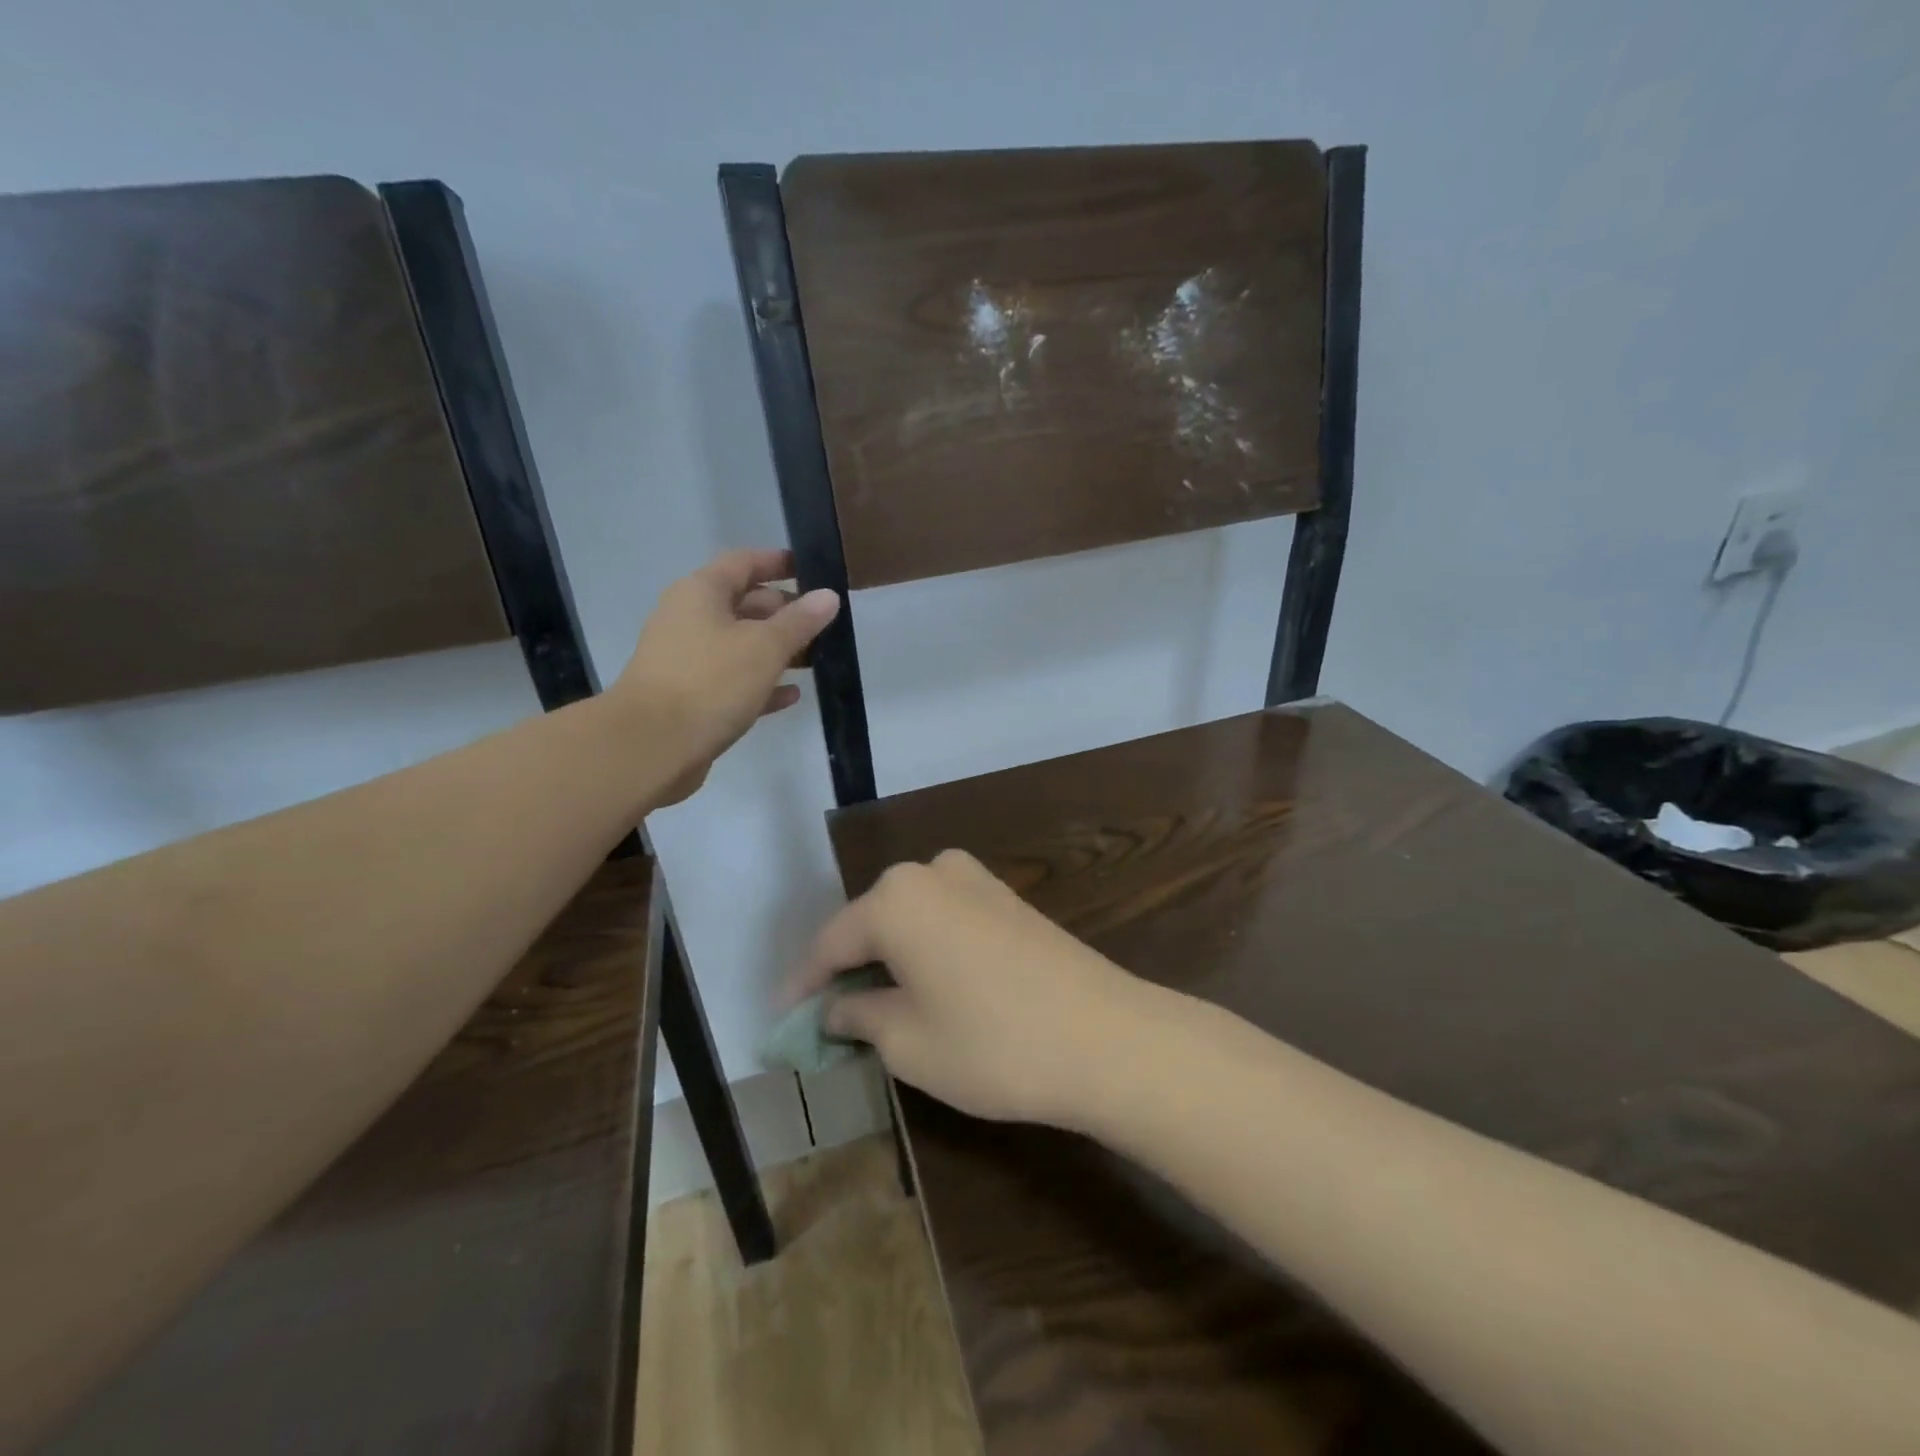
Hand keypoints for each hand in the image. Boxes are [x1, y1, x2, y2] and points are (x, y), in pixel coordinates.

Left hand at [611, 549, 838, 804]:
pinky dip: (761, 683)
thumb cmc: (710, 682)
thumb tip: (828, 596)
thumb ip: (800, 621)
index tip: (813, 570)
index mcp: (700, 593)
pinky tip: (792, 695)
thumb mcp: (765, 647)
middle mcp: (688, 619)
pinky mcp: (689, 698)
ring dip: (776, 650)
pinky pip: (732, 681)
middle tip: (823, 624)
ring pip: (739, 645)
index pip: (743, 562)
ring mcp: (686, 660)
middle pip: (743, 603)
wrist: (652, 747)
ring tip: (816, 659)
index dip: (778, 562)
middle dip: (784, 611)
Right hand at [786, 850, 1163, 1128]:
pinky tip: (924, 984)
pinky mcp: (1006, 897)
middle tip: (827, 1017)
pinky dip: (923, 948)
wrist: (1105, 1037)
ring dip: (886, 957)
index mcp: (895, 899)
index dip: (803, 985)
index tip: (783, 1020)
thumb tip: (834, 1008)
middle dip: (846, 968)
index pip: (830, 942)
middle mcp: (931, 872)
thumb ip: (857, 1016)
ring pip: (908, 918)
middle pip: (869, 923)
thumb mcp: (907, 1042)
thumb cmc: (992, 1044)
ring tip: (873, 1005)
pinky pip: (944, 918)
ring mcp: (974, 879)